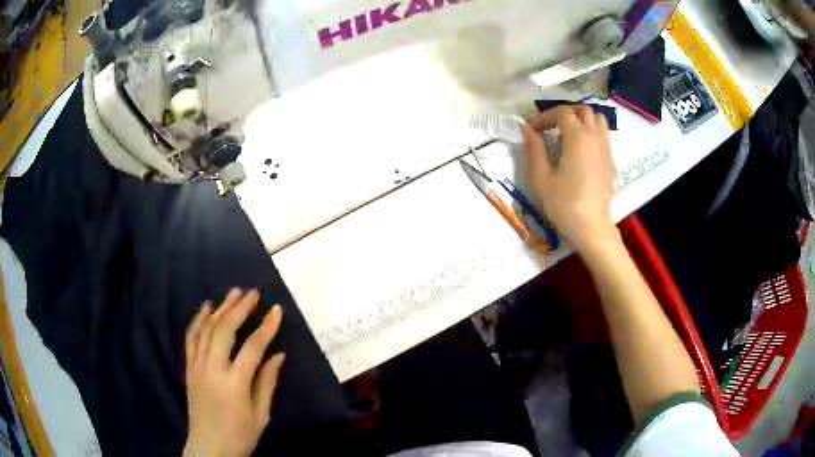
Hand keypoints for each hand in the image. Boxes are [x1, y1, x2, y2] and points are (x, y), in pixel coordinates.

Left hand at [184, 289, 285, 456]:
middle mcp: (212, 369)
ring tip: (233, 293)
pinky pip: (191, 338)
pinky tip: (205, 308)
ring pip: (207, 329)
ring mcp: (197, 366)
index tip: (277, 310)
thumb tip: (278, 355)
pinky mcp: (188, 368)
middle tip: (252, 292)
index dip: (266, 327)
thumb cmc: (240, 435)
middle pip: (225, 330)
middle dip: (239, 308)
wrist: (208, 448)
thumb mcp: (261, 415)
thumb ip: (267, 383)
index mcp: (234, 383)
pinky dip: (198, 320)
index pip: (252, 347)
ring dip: (221, 309)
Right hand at [523, 106, 616, 252]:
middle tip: (552, 127)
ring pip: (599, 120)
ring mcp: (606, 149)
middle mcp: (595, 137)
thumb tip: (527, 129)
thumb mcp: (541, 177)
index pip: (562, 113)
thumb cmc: (564, 203)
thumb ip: (534, 149)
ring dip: (583, 120)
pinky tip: (581, 151)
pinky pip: (604, 136)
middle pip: (584, 110)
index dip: (545, 117)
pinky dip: (592, 134)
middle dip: (566, 113)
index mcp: (577, 137)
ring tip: (569, 134)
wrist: (591, 226)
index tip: (533, 130)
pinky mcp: (611, 161)